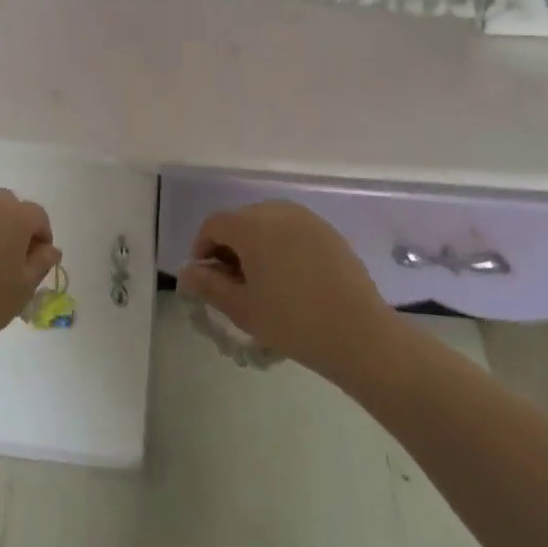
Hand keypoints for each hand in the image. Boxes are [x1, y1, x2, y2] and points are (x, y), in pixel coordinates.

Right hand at [175, 200, 393, 381]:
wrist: (360, 335)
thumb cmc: (292, 321)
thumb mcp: (241, 308)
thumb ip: (208, 285)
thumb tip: (187, 272)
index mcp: (252, 225)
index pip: (214, 224)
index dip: (202, 248)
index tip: (206, 279)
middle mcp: (278, 211)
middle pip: (240, 220)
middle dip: (229, 246)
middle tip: (232, 283)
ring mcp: (308, 219)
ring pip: (267, 223)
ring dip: (255, 244)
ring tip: (261, 281)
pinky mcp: (329, 233)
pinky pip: (293, 230)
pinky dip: (281, 246)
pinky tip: (290, 279)